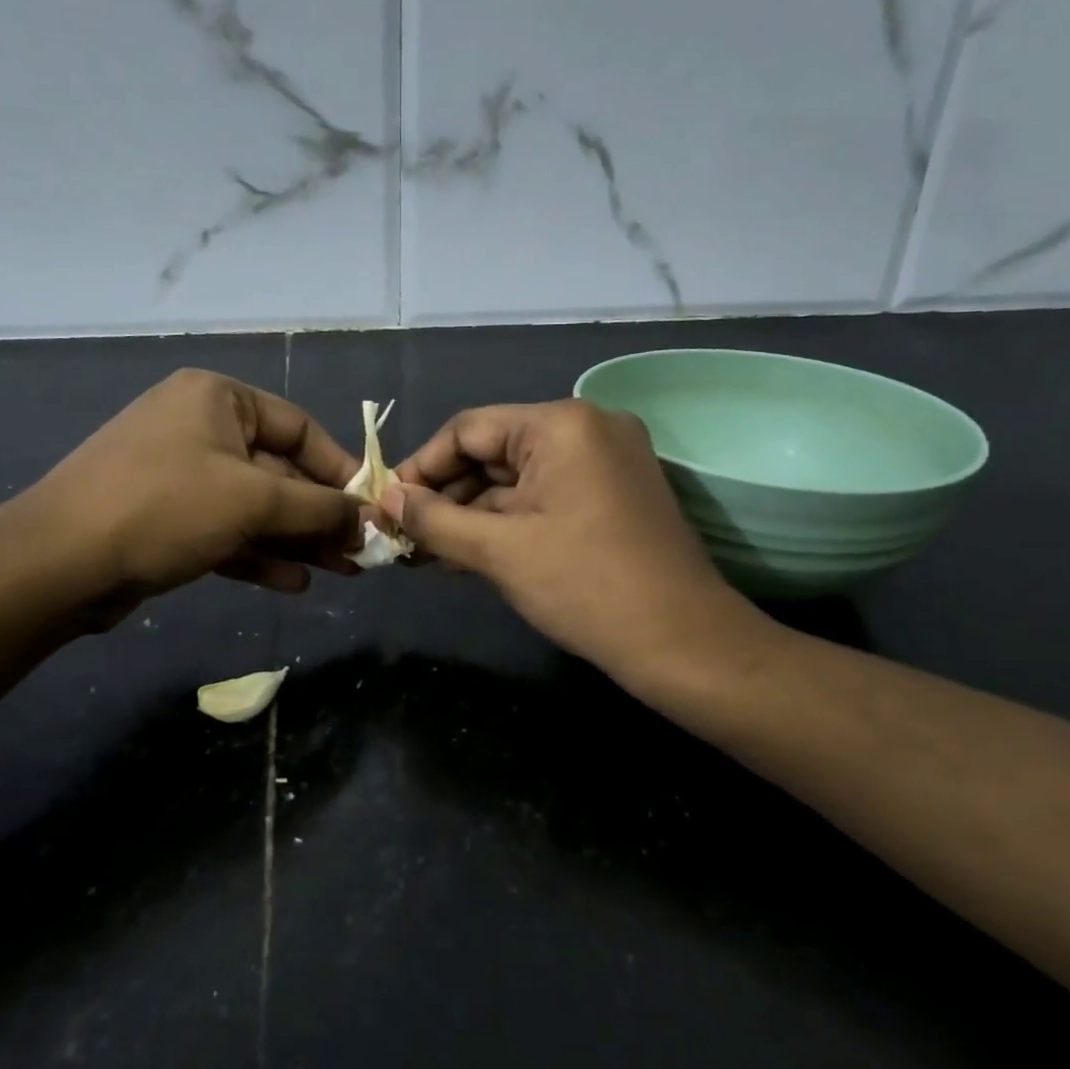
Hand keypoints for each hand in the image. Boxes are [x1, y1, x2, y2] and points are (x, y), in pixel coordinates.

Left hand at [17, 370, 362, 623]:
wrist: (57, 564)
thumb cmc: (166, 508)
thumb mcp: (254, 500)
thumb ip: (319, 507)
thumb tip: (368, 517)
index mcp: (217, 398)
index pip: (299, 427)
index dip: (340, 468)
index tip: (370, 507)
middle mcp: (199, 427)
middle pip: (278, 471)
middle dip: (319, 515)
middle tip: (359, 552)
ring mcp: (179, 474)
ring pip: (254, 506)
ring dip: (296, 539)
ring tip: (339, 572)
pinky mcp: (165, 518)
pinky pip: (225, 530)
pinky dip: (259, 553)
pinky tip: (294, 583)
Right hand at [387, 400, 771, 693]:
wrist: (685, 644)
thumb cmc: (586, 587)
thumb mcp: (499, 551)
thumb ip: (433, 519)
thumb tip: (383, 500)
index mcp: (561, 424)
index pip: (468, 430)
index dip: (420, 467)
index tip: (387, 505)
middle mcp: (587, 427)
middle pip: (492, 452)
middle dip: (445, 496)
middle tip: (404, 535)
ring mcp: (605, 460)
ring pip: (517, 478)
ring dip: (472, 514)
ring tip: (427, 552)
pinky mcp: (613, 493)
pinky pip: (544, 496)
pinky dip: (507, 521)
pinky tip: (468, 553)